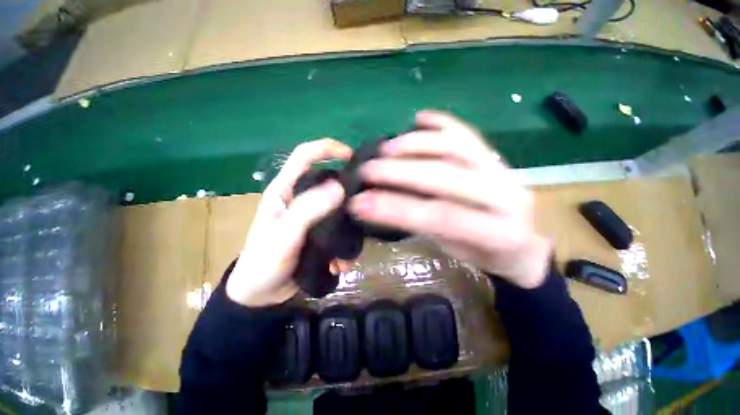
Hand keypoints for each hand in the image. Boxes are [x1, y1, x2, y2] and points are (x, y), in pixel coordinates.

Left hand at [226, 139, 353, 306]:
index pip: (304, 155)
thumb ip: (308, 210)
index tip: (351, 155)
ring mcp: (310, 217)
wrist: (260, 294)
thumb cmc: (264, 261)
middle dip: (346, 191)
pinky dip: (343, 245)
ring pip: (337, 208)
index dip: (327, 148)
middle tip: (363, 204)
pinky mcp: (318, 233)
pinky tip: (341, 262)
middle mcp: (299, 198)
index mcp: (285, 190)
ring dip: (347, 226)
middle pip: (328, 181)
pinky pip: (337, 229)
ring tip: (350, 248)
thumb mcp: (284, 235)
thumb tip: (339, 188)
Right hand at [348, 111, 551, 287]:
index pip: (440, 215)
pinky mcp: (496, 156)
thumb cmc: (485, 254)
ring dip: (416, 144)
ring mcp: (502, 169)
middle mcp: (506, 194)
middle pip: (446, 176)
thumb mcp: (455, 251)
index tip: (360, 204)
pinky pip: (469, 134)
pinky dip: (442, 123)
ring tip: (385, 147)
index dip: (396, 209)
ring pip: (457, 147)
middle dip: (400, 172)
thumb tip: (383, 206)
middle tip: (366, 170)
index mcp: (499, 231)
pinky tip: (419, 118)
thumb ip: (424, 227)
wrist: (524, 246)